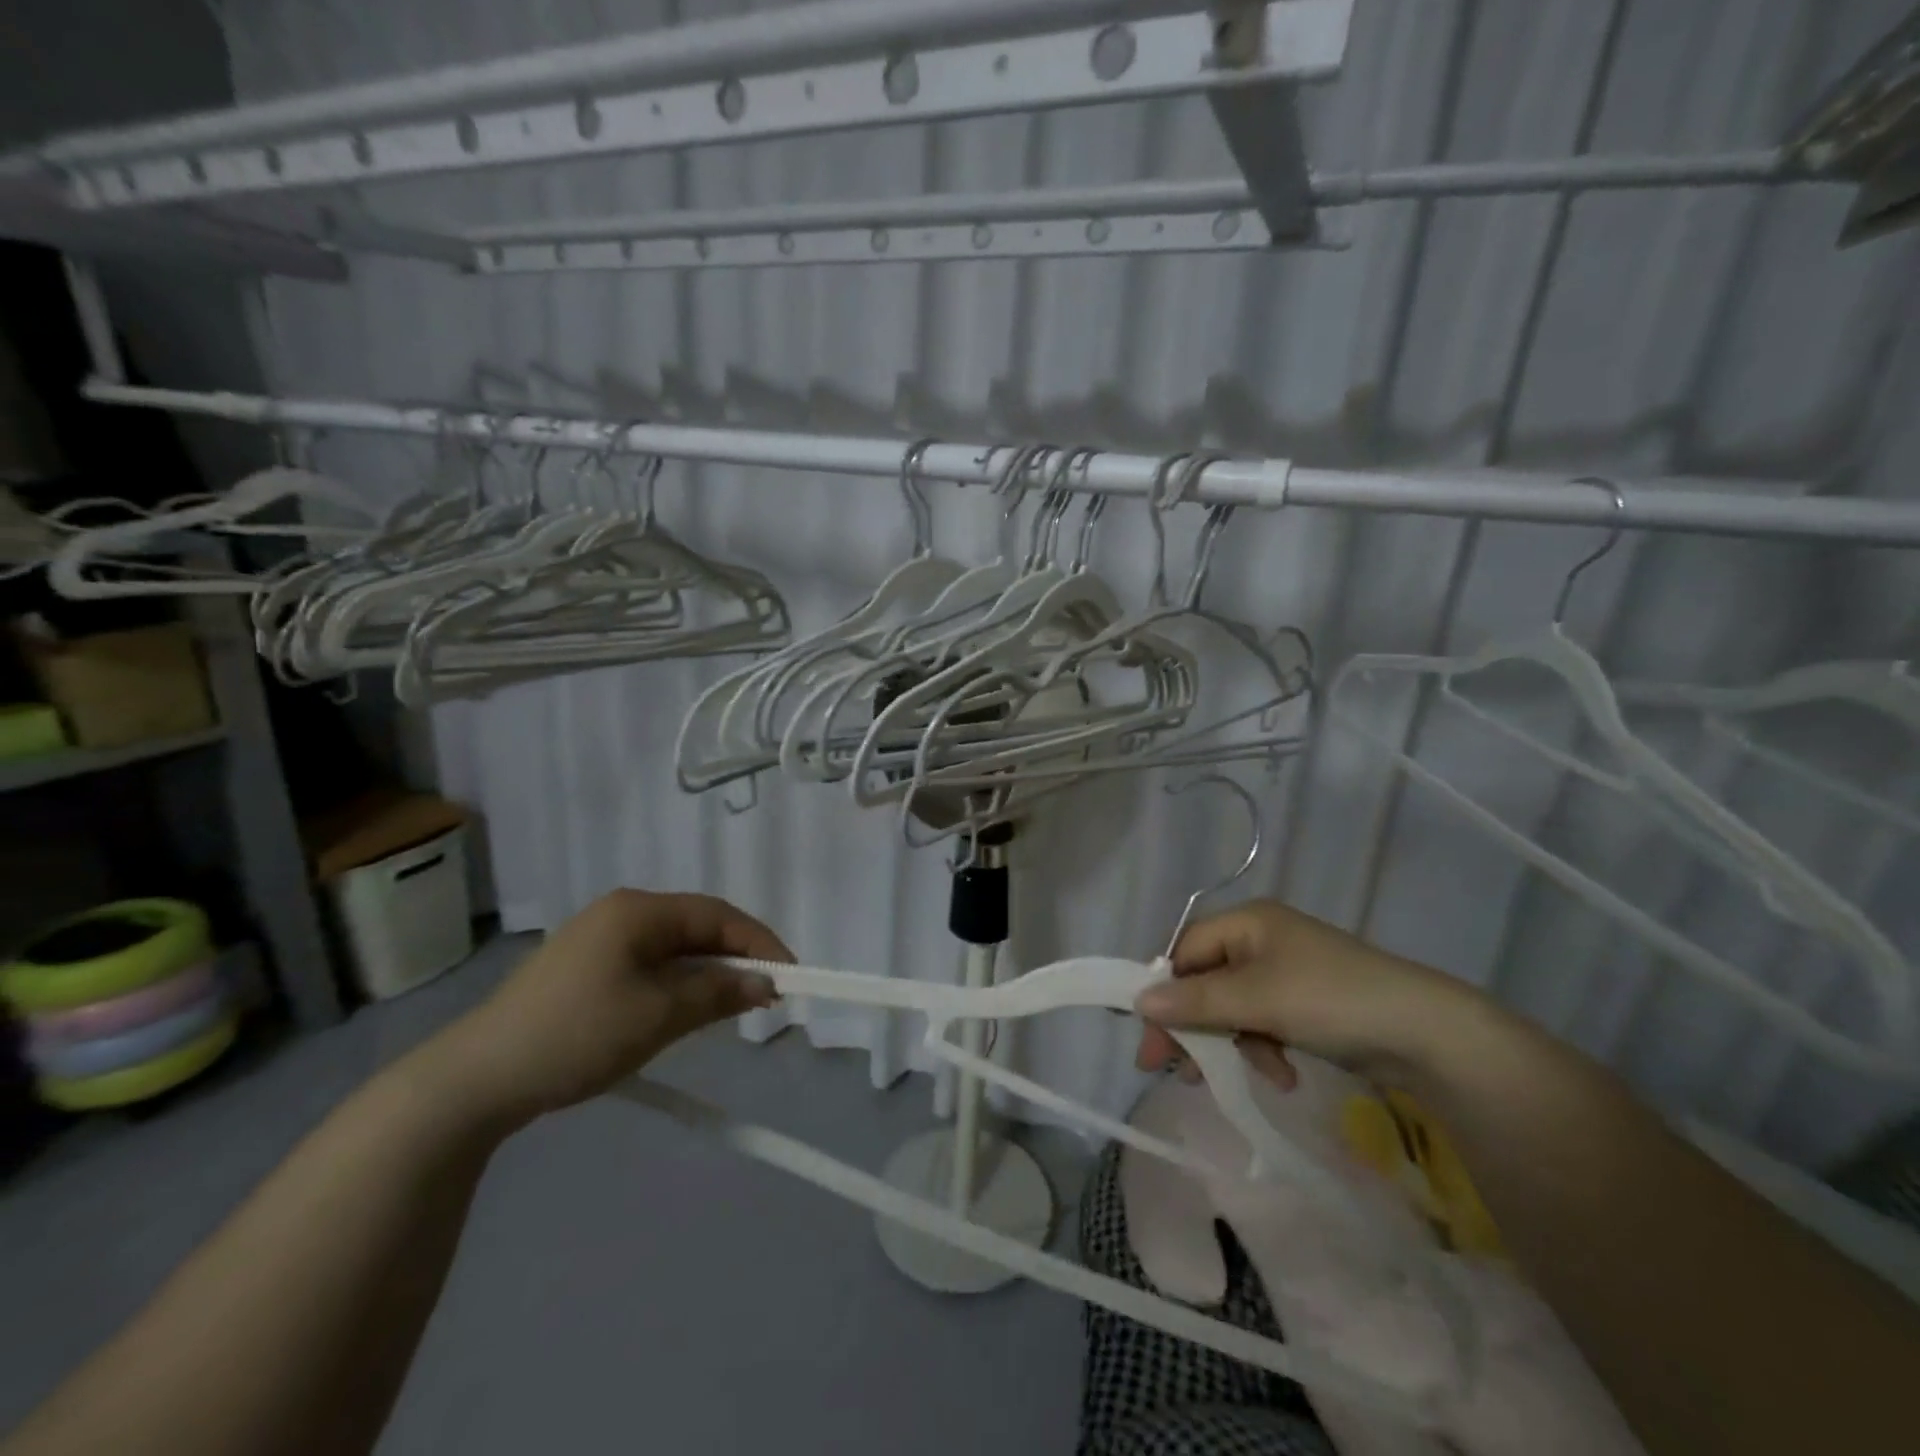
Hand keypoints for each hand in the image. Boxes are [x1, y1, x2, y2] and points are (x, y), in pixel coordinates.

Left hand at [431, 890, 791, 1123]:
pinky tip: (680, 1013)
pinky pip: (648, 966)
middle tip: (763, 997)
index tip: (790, 976)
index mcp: (638, 910)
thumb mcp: (657, 1015)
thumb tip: (766, 983)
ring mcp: (598, 940)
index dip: (759, 942)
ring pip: (672, 950)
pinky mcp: (583, 969)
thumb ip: (717, 992)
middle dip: (734, 959)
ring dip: (705, 975)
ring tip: (728, 1008)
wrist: (474, 1080)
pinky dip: (675, 986)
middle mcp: (620, 913)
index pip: (718, 915)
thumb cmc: (576, 1034)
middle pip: (696, 928)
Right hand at [1134, 901, 1476, 1090]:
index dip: (1165, 992)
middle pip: (1207, 981)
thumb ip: (1195, 1002)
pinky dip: (1266, 1048)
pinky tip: (1283, 1074)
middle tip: (1178, 1072)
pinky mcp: (1307, 1003)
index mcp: (1248, 922)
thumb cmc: (1332, 999)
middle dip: (1197, 1026)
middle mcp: (1262, 941)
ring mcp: (1287, 972)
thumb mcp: (1257, 999)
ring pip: (1234, 1007)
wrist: (1428, 1034)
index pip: (1185, 950)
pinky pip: (1264, 1022)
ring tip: (1251, 1074)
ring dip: (1234, 1043)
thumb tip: (1138, 1001)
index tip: (1152, 1040)